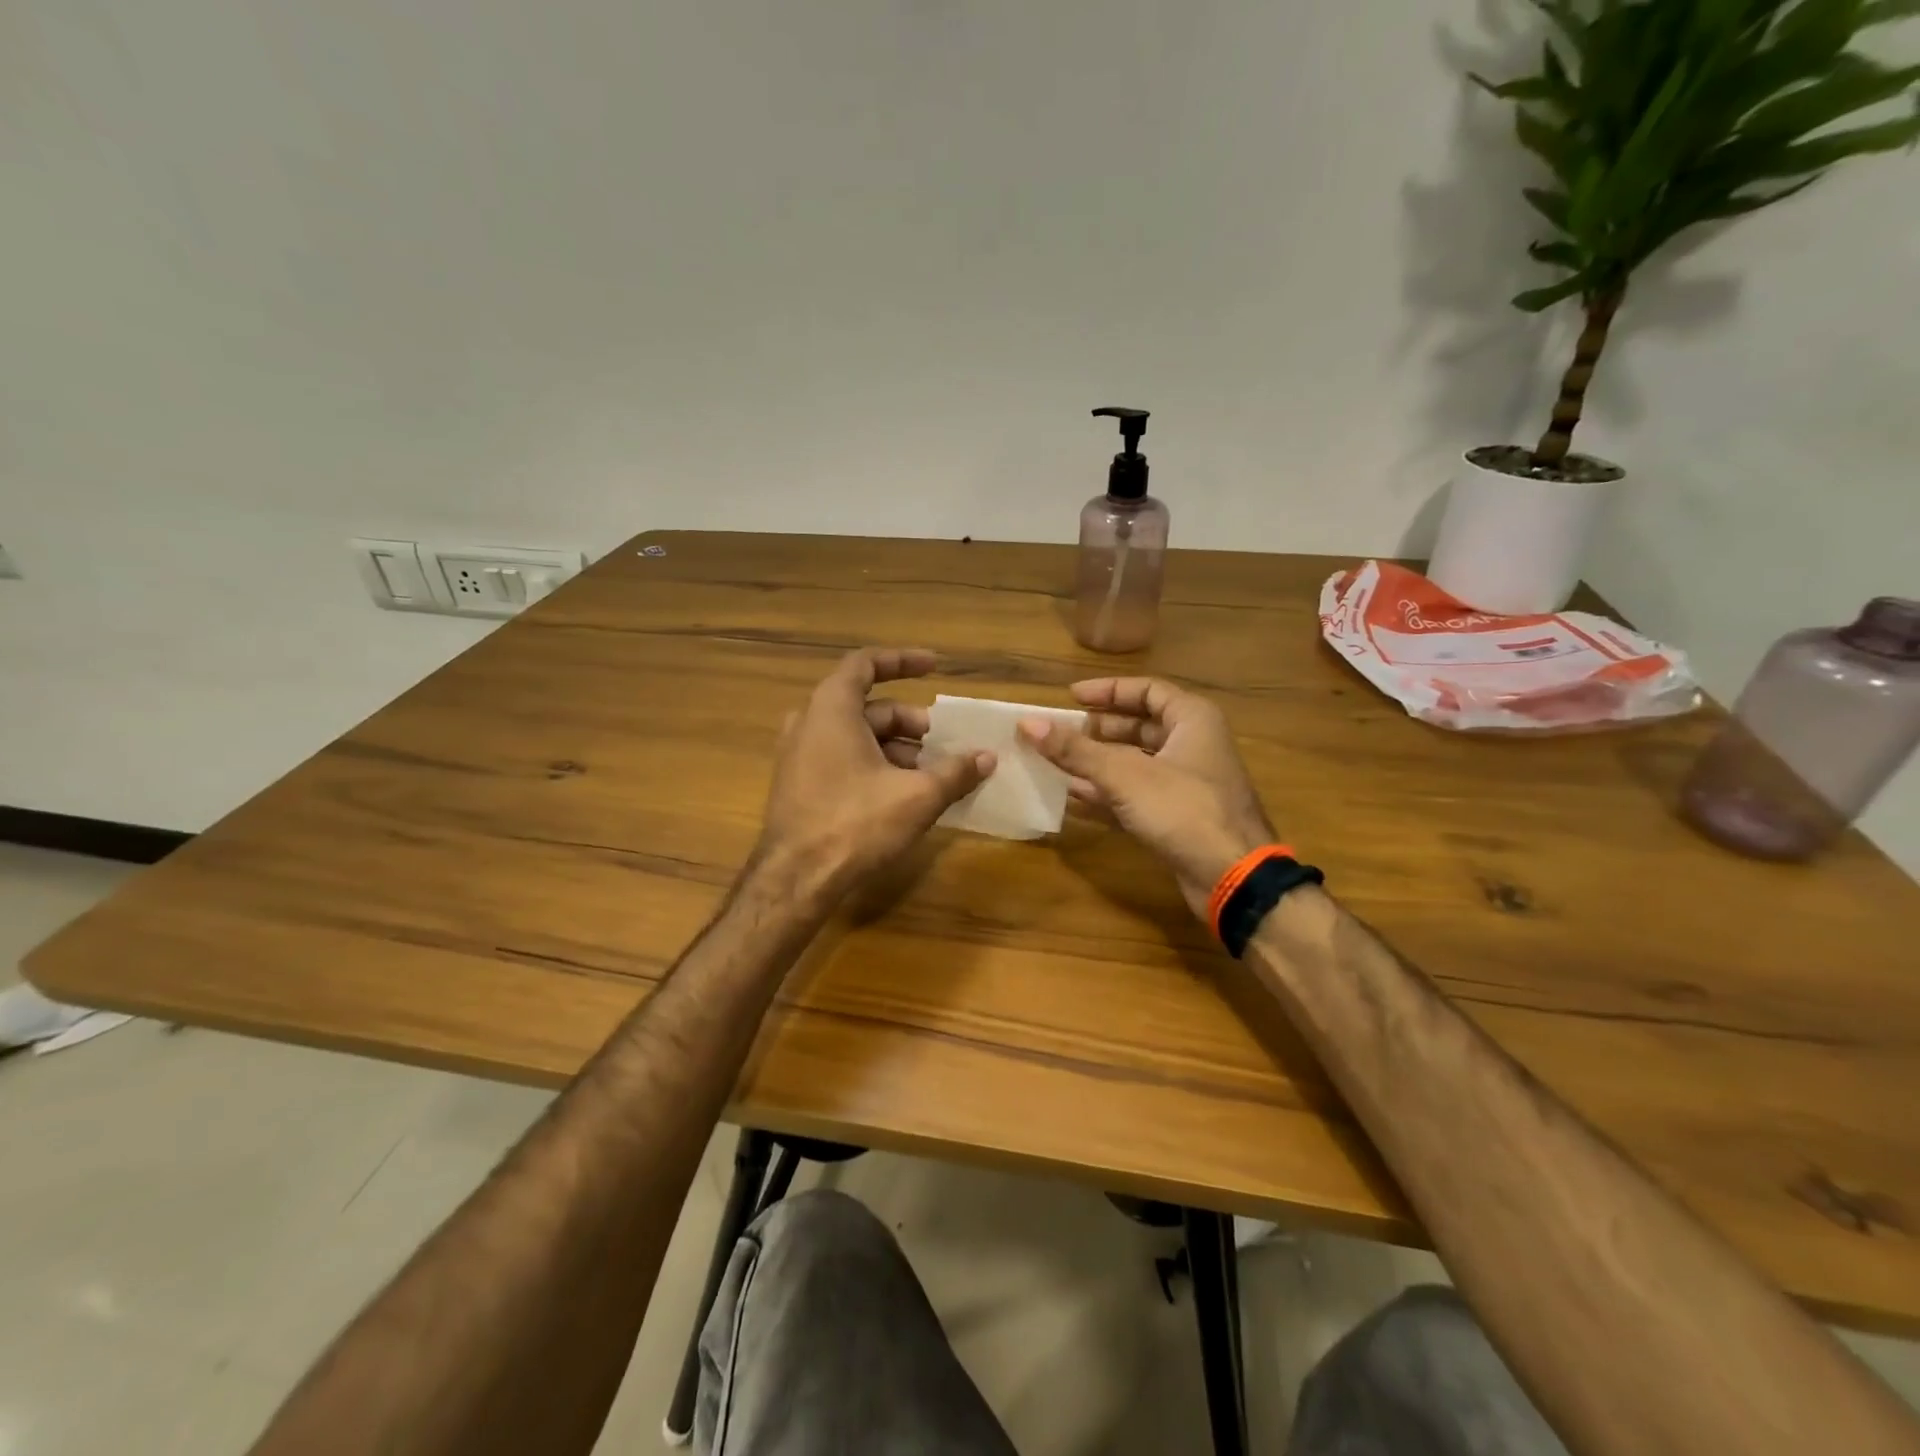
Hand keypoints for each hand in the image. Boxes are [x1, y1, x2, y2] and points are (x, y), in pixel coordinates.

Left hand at [757, 648, 993, 898]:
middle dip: (910, 722)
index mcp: (832, 709)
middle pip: (868, 707)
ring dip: (896, 747)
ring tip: (930, 775)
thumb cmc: (855, 824)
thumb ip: (955, 772)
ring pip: (856, 736)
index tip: (935, 667)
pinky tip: (902, 793)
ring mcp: (798, 754)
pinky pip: (841, 757)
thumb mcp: (917, 796)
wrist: (795, 879)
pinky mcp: (798, 783)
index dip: (902, 661)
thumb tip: (987, 758)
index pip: (866, 664)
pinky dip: (874, 763)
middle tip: (944, 744)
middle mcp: (809, 722)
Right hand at [1019, 677, 1274, 919]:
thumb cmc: (1183, 810)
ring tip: (1057, 762)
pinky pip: (1136, 794)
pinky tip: (1073, 796)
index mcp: (1192, 720)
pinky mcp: (1178, 816)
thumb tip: (1028, 723)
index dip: (1107, 691)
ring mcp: (1187, 783)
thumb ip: (1075, 750)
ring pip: (1135, 762)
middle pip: (1139, 726)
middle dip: (1097, 730)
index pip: (1146, 690)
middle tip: (1060, 732)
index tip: (1070, 697)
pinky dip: (1108, 793)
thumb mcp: (1124, 775)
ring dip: (1097, 763)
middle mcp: (1193, 745)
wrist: (1232, 877)